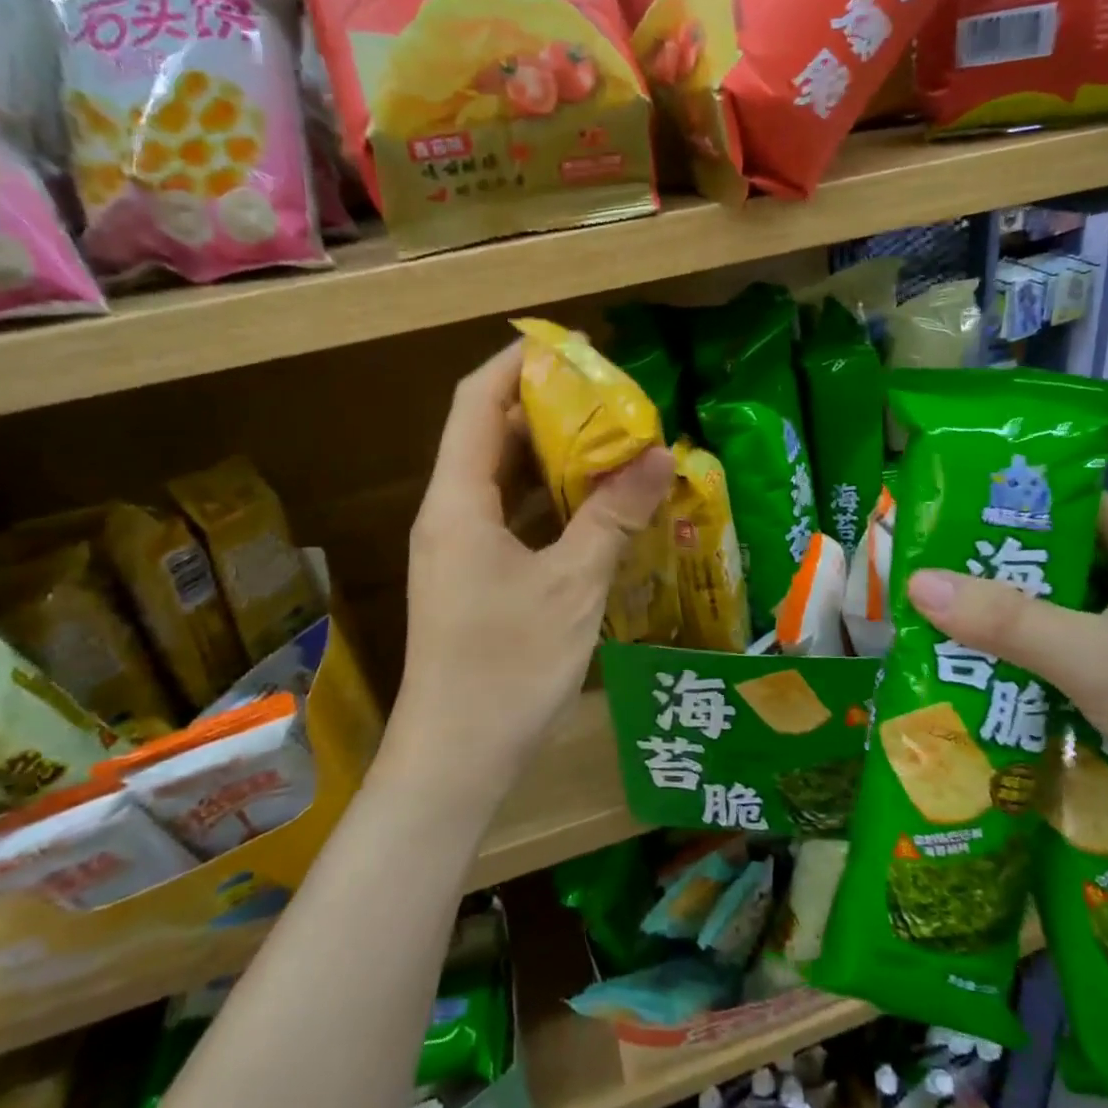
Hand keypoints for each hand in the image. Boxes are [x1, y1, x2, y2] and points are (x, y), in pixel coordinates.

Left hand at [386, 344, 673, 807]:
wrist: (455, 760)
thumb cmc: (507, 668)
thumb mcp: (571, 586)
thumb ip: (612, 515)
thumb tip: (657, 454)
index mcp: (458, 501)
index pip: (476, 403)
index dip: (517, 364)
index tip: (571, 347)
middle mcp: (450, 514)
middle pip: (489, 435)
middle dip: (545, 408)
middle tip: (608, 397)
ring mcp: (459, 548)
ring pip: (502, 480)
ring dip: (551, 457)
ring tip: (611, 441)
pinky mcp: (473, 578)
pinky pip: (511, 518)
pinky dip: (549, 502)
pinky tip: (595, 506)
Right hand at [905, 495, 1107, 860]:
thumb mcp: (1094, 658)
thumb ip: (1005, 620)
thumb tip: (915, 581)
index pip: (1064, 501)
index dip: (1002, 505)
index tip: (940, 522)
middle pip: (1059, 558)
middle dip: (995, 571)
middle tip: (929, 581)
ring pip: (1070, 609)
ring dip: (1016, 620)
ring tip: (948, 627)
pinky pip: (1085, 650)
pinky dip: (1044, 657)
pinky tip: (1001, 675)